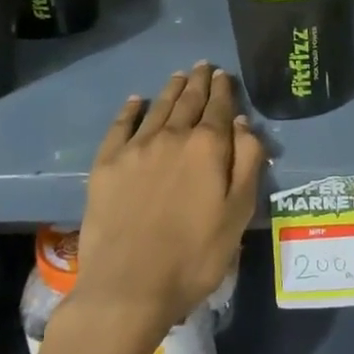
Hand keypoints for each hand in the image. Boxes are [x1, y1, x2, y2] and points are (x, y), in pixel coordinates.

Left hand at [71, 62, 264, 341]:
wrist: (129, 287)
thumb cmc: (195, 256)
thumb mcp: (238, 212)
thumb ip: (247, 162)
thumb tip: (242, 122)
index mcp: (208, 147)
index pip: (219, 107)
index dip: (223, 89)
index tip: (224, 75)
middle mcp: (172, 136)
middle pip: (188, 101)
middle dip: (199, 82)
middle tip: (203, 66)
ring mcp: (136, 148)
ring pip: (158, 107)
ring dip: (171, 89)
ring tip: (179, 76)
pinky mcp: (106, 164)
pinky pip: (120, 125)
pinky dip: (131, 109)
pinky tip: (136, 101)